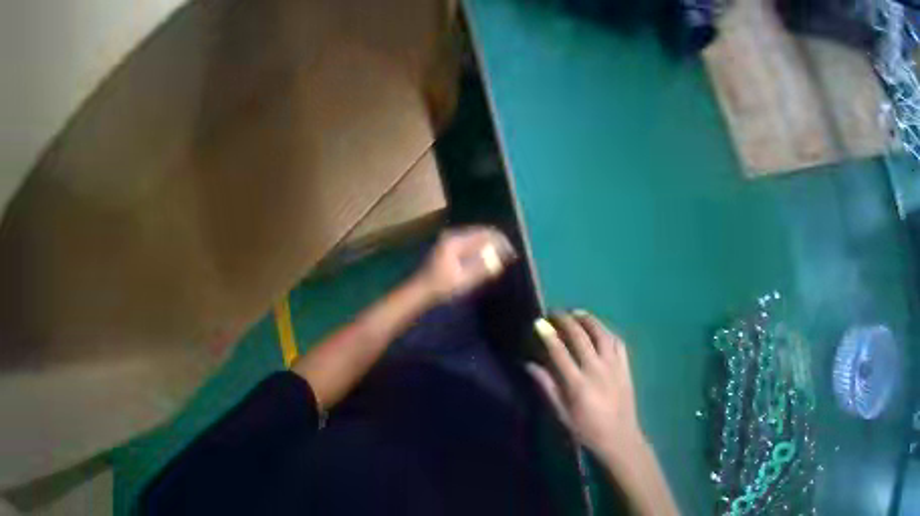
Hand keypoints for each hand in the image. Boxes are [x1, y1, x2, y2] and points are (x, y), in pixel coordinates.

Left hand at [415, 226, 515, 301]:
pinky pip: (471, 242)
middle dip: (496, 242)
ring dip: (490, 245)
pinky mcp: (451, 245)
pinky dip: (482, 248)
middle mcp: (453, 235)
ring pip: (477, 237)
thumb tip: (501, 260)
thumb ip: (483, 269)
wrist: (422, 290)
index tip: (511, 252)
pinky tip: (488, 256)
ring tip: (502, 255)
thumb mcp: (464, 280)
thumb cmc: (442, 286)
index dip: (500, 241)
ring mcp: (451, 239)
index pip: (484, 234)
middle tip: (509, 254)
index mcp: (456, 241)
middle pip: (481, 233)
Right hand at [527, 311, 645, 464]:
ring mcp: (615, 368)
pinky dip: (607, 331)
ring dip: (588, 320)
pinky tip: (598, 327)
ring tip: (576, 312)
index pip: (560, 352)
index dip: (548, 334)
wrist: (623, 443)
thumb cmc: (587, 429)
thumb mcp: (561, 412)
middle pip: (581, 337)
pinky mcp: (626, 369)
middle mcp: (597, 372)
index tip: (539, 322)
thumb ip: (545, 385)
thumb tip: (528, 364)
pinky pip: (618, 343)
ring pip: (602, 335)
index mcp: (579, 384)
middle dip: (566, 320)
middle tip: (555, 312)